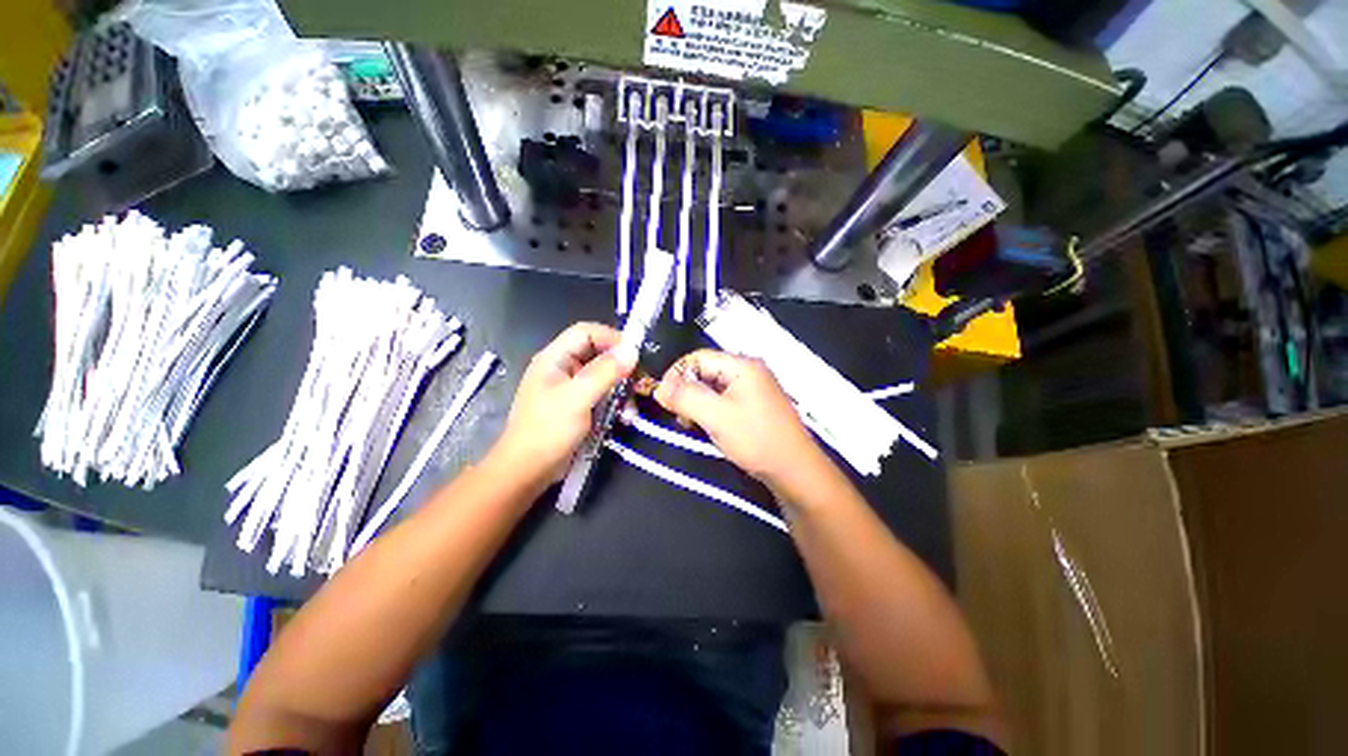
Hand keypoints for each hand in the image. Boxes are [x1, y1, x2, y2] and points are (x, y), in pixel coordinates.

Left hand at [493, 322, 635, 483]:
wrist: (527, 471)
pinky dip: (615, 402)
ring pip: (603, 375)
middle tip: (639, 381)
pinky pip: (602, 394)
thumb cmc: (548, 430)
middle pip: (597, 353)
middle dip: (620, 366)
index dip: (611, 338)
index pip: (586, 332)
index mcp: (555, 358)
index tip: (635, 354)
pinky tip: (624, 416)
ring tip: (632, 406)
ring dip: (621, 388)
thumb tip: (632, 350)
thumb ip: (604, 372)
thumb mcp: (578, 398)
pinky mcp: (578, 405)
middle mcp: (562, 368)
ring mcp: (570, 388)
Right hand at [653, 349, 829, 494]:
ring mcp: (753, 389)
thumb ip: (685, 397)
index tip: (663, 399)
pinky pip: (724, 400)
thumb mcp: (716, 416)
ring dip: (698, 403)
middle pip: (705, 371)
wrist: (795, 470)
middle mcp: (748, 371)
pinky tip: (710, 427)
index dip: (676, 375)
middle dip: (687, 391)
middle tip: (681, 416)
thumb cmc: (756, 439)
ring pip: (713, 388)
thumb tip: (659, 387)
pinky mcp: (754, 406)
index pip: (698, 357)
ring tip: (693, 425)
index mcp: (742, 365)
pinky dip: (711, 411)